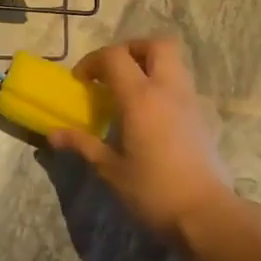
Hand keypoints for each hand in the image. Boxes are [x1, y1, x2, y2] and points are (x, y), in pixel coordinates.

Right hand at [48, 37, 234, 243]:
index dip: (93, 61)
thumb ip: (83, 145)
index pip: (115, 56)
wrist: (207, 215)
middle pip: (157, 44)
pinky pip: (182, 85)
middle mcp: (168, 90)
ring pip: (174, 62)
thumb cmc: (153, 191)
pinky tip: (151, 116)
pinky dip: (163, 87)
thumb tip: (54, 135)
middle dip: (131, 49)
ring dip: (150, 65)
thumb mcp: (110, 170)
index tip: (81, 82)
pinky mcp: (203, 118)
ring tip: (130, 92)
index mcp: (140, 98)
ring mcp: (190, 101)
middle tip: (113, 72)